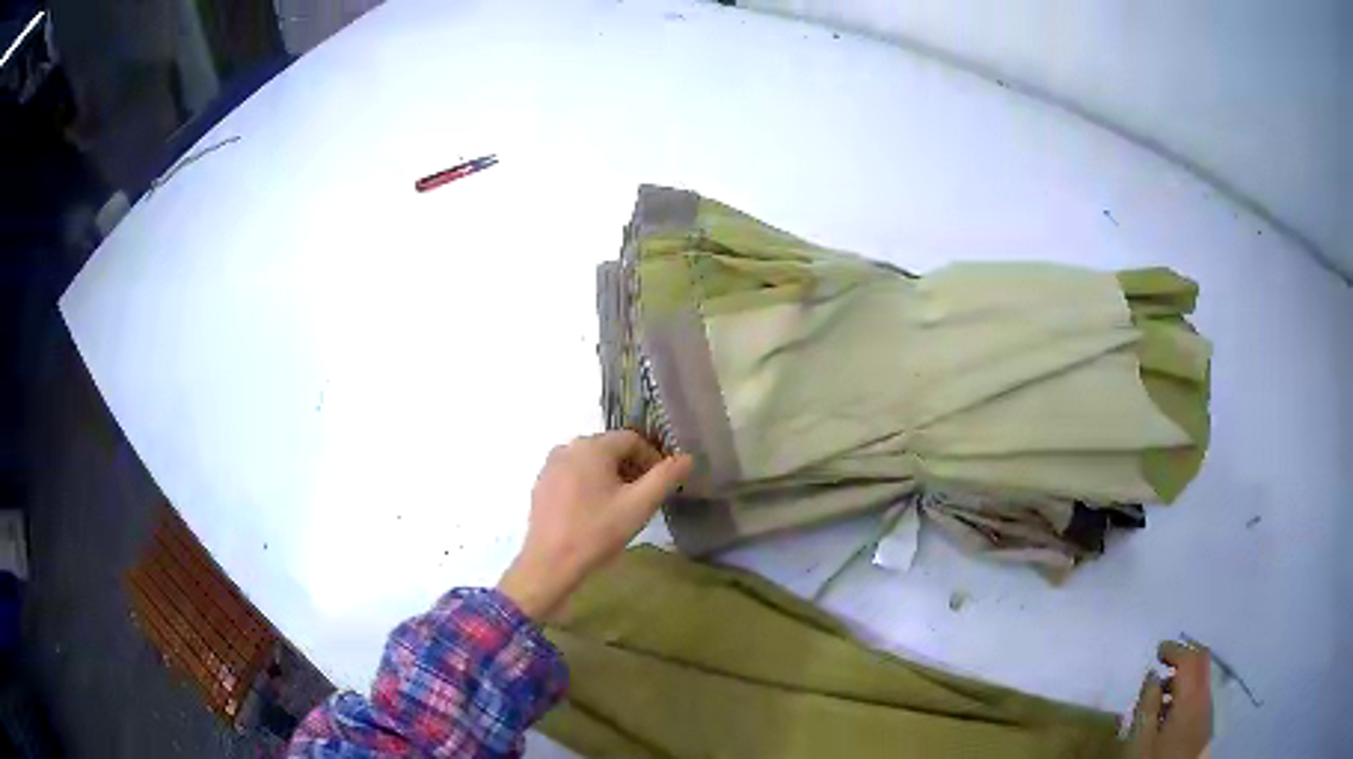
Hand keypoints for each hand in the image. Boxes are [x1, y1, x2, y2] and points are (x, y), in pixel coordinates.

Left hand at [497, 431, 692, 619]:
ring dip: (611, 477)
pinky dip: (589, 485)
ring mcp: (550, 466)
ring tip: (620, 506)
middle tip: (643, 497)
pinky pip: (572, 475)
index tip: (661, 485)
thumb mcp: (639, 505)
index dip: (652, 458)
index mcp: (591, 447)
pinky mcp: (541, 485)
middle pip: (610, 449)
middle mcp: (568, 447)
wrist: (551, 563)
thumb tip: (687, 458)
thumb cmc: (597, 532)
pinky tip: (594, 512)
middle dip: (631, 468)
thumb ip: (665, 477)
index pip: (632, 439)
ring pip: (590, 462)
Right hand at [1127, 640, 1212, 758]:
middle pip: (1202, 663)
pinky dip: (1186, 692)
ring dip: (1183, 677)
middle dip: (1184, 656)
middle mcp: (1204, 697)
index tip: (1158, 650)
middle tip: (1164, 660)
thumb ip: (1147, 705)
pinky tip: (1169, 711)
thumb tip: (1152, 676)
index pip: (1190, 659)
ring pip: (1201, 679)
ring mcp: (1206, 711)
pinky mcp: (1203, 724)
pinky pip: (1199, 695)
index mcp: (1191, 698)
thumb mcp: (1141, 739)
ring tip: (1160, 692)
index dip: (1175, 649)